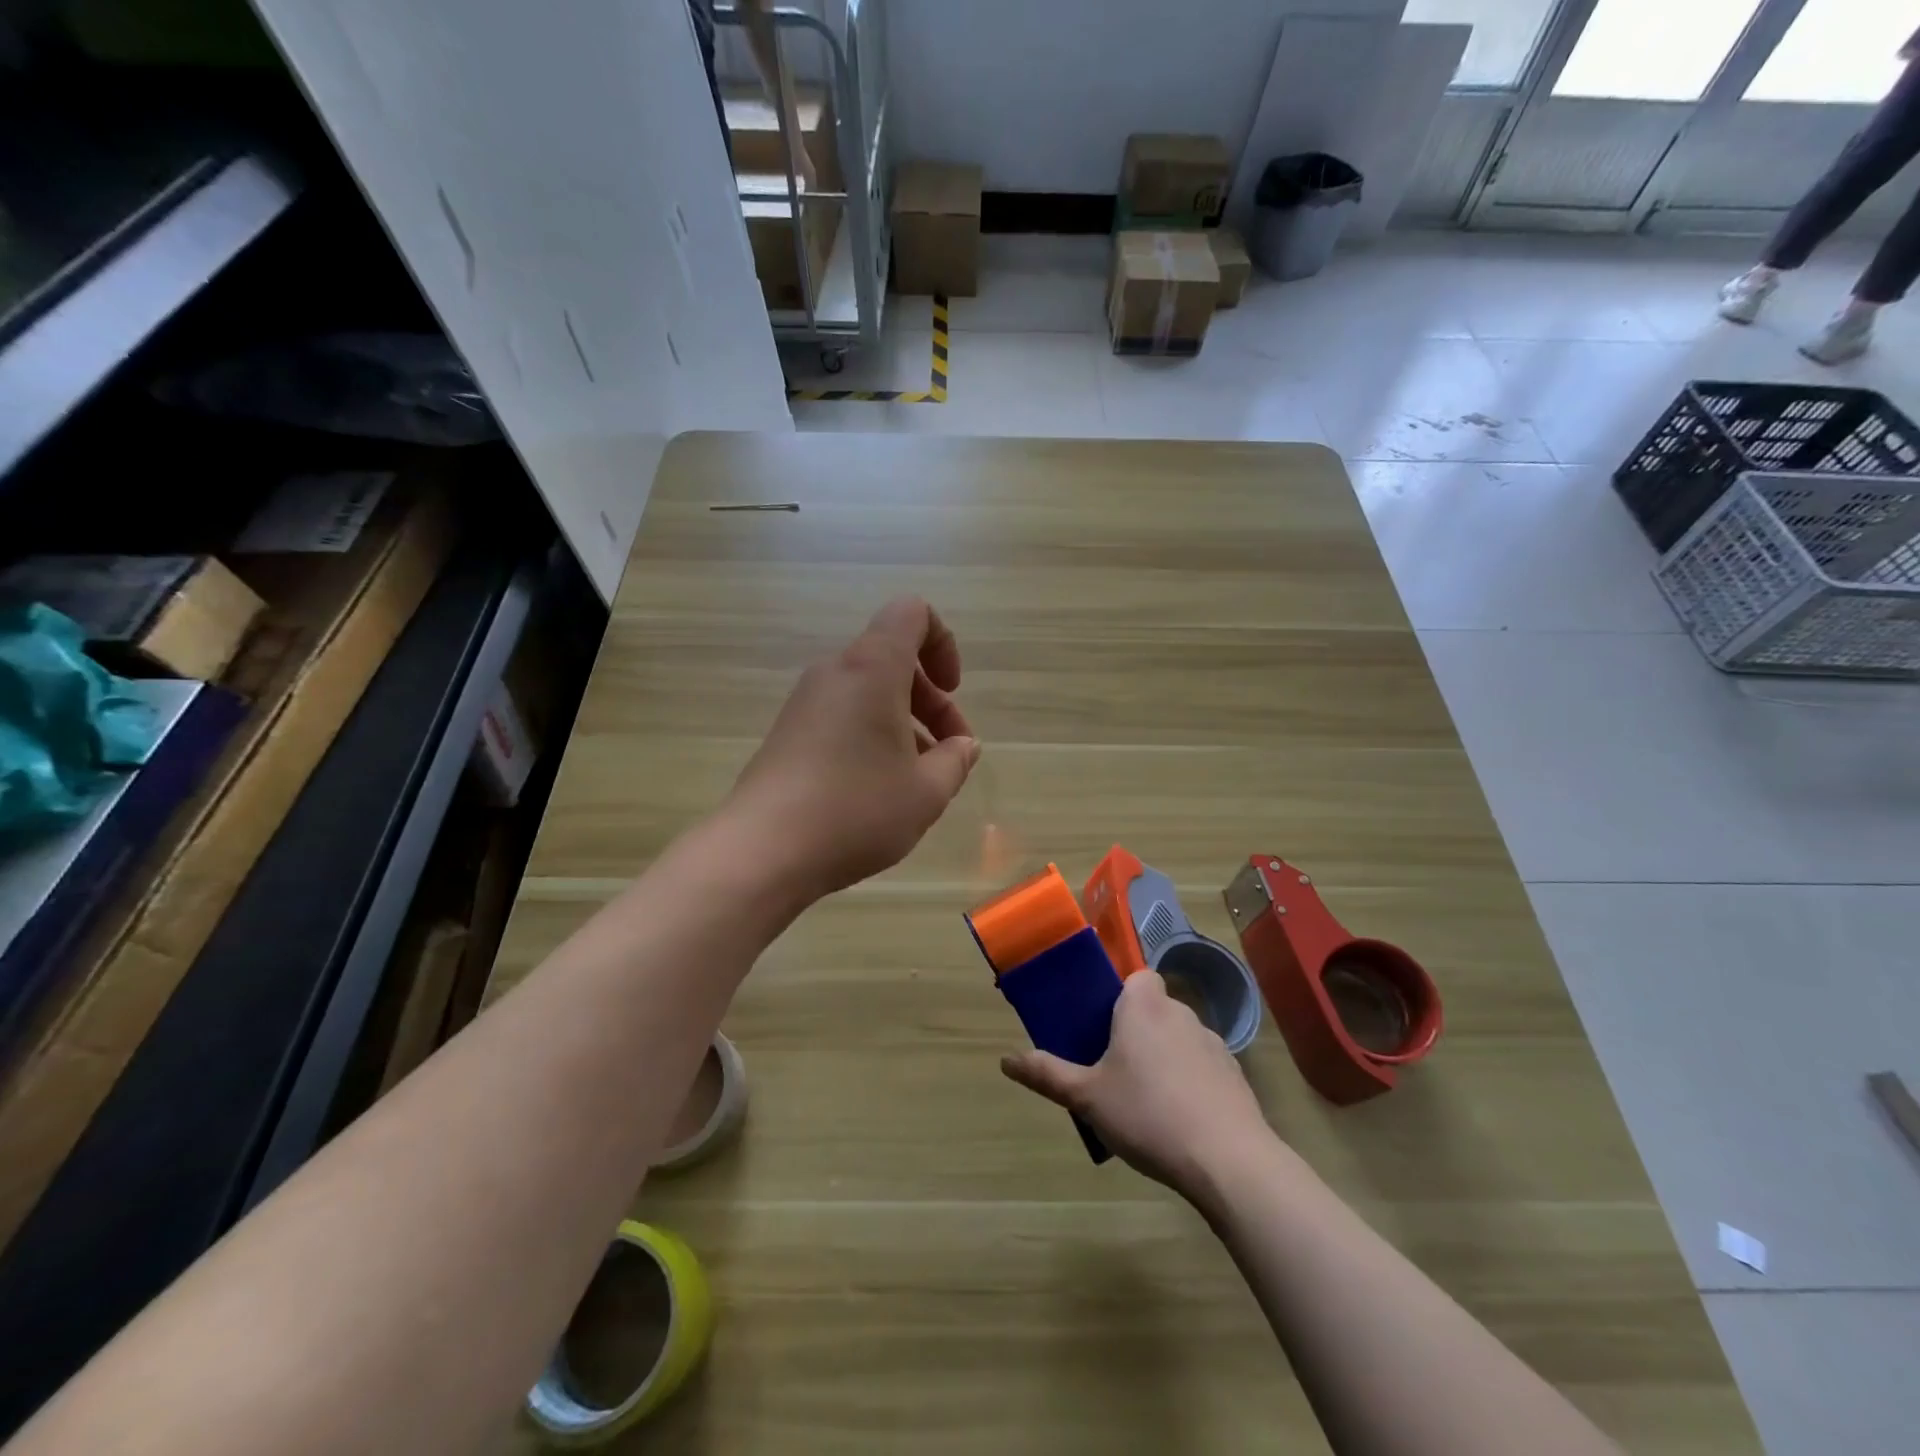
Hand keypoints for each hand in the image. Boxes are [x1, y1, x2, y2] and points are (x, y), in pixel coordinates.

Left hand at [727, 598, 979, 900]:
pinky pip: (842, 715)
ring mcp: (805, 702)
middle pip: (893, 659)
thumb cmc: (857, 810)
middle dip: (931, 700)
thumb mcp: (927, 791)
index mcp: (872, 668)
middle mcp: (835, 672)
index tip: (952, 690)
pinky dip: (871, 736)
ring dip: (903, 723)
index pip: (912, 613)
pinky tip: (879, 790)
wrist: (762, 850)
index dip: (943, 643)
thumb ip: (956, 760)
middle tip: (949, 753)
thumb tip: (963, 745)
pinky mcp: (788, 733)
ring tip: (919, 780)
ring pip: (868, 692)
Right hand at [1001, 971, 1273, 1197]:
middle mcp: (1180, 1013)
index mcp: (1143, 1007)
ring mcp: (1213, 1043)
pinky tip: (1181, 1119)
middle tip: (1115, 1068)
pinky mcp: (1235, 1075)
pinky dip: (1191, 1082)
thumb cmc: (1147, 1115)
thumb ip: (1047, 1074)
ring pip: (1179, 1038)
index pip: (1137, 976)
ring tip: (1147, 1100)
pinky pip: (1203, 1066)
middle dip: (1137, 1030)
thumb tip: (1005, 1060)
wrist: (1228, 1161)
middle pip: (1155, 1008)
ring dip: (1165, 1056)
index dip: (1122, 995)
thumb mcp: (1087, 1097)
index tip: (1105, 1025)